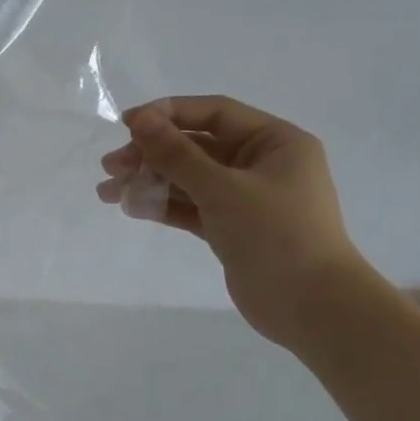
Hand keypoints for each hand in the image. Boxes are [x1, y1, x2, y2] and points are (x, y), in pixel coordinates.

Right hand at [96, 96, 374, 349]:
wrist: (311, 307)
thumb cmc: (276, 235)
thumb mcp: (221, 189)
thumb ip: (177, 154)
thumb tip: (139, 120)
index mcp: (275, 142)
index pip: (214, 113)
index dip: (168, 114)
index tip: (126, 124)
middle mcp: (261, 164)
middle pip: (196, 147)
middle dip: (151, 154)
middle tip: (110, 167)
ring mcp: (246, 198)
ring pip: (188, 179)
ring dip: (149, 181)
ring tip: (108, 192)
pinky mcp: (231, 227)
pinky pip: (191, 206)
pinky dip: (162, 205)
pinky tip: (130, 207)